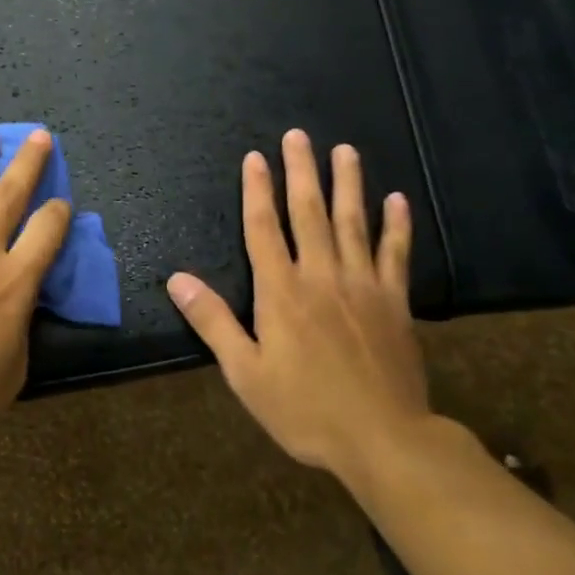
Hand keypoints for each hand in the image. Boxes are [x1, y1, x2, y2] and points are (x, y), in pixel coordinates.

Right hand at [166, 129, 429, 498]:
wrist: (384, 439)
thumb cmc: (305, 409)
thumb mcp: (245, 372)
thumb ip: (213, 321)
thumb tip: (177, 279)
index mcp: (281, 291)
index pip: (263, 228)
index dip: (257, 191)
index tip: (255, 158)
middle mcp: (321, 276)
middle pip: (309, 212)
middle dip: (301, 171)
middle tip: (298, 136)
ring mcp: (363, 285)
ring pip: (353, 222)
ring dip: (348, 184)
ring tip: (345, 151)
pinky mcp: (395, 303)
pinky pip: (396, 254)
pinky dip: (397, 225)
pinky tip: (398, 200)